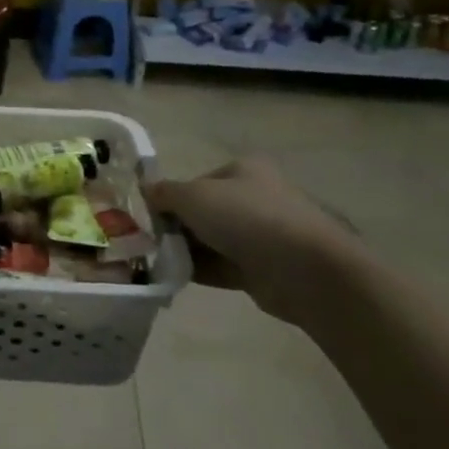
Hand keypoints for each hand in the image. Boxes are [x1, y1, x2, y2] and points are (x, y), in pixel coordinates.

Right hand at [143, 155, 362, 328]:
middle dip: (175, 227)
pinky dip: (199, 270)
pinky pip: (222, 266)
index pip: (196, 181)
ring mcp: (262, 235)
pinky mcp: (263, 269)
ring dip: (185, 251)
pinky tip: (174, 277)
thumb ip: (163, 193)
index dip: (170, 197)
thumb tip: (144, 190)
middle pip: (203, 212)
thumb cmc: (246, 218)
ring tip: (156, 262)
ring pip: (211, 240)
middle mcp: (255, 198)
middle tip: (148, 241)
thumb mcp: (193, 195)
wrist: (303, 270)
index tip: (148, 216)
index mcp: (244, 171)